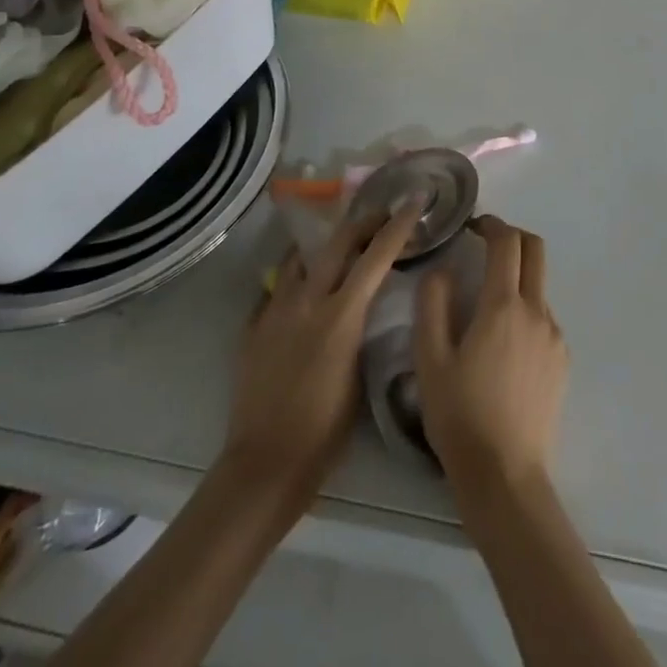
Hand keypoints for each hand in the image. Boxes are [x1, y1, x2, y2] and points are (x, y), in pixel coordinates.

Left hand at [222, 204, 420, 506]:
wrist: (265, 463)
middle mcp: (307, 300)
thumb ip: (361, 328)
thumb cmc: (325, 431)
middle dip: (363, 223)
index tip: (413, 203)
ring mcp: (275, 309)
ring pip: (301, 257)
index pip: (376, 256)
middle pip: (338, 242)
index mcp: (341, 315)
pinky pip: (276, 287)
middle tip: (380, 217)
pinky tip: (301, 290)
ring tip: (336, 248)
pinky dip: (294, 279)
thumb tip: (366, 303)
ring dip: (324, 247)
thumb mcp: (360, 375)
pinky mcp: (253, 324)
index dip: (398, 226)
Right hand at [415, 216, 567, 493]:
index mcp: (503, 306)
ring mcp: (554, 337)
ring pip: (539, 287)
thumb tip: (440, 270)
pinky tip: (503, 344)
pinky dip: (525, 311)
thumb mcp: (430, 360)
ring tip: (486, 306)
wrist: (506, 477)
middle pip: (535, 251)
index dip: (491, 224)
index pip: (506, 242)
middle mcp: (536, 312)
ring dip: (517, 278)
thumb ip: (432, 305)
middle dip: (512, 237)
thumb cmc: (460, 416)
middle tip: (485, 245)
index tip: (472, 225)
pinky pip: (544, 319)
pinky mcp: (561, 361)